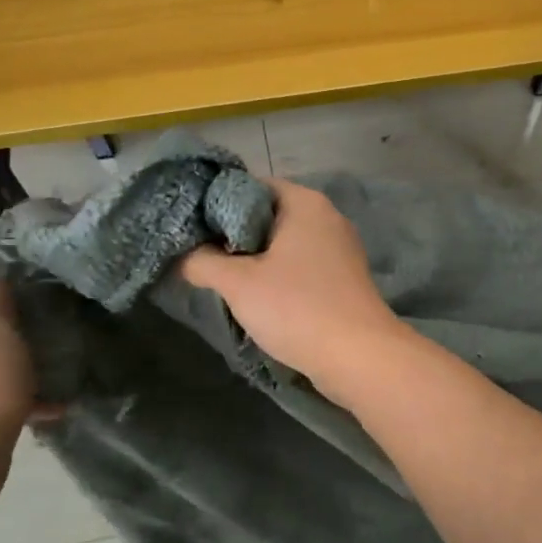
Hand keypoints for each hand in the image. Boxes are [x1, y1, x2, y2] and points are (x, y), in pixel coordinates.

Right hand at [179, 179, 407, 400]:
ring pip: (285, 244)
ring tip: (223, 279)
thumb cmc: (297, 308)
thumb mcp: (238, 283)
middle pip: (268, 215)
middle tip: (200, 256)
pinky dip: (279, 276)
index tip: (190, 227)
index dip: (216, 203)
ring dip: (255, 259)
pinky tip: (258, 298)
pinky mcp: (343, 279)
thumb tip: (181, 254)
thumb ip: (202, 262)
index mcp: (304, 202)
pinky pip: (302, 266)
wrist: (359, 356)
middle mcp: (327, 217)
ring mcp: (340, 249)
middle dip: (233, 235)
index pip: (251, 186)